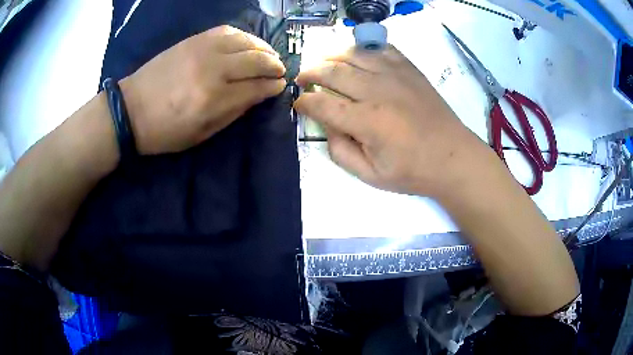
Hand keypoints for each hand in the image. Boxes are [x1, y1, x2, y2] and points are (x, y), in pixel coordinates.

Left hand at [120, 25, 286, 154]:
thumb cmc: (164, 131)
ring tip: (269, 54)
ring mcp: (202, 50)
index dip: (273, 86)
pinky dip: (243, 36)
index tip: (281, 86)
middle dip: (274, 64)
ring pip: (245, 40)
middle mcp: (212, 69)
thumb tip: (258, 95)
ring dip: (263, 47)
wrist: (130, 110)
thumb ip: (233, 113)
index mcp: (213, 100)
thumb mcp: (201, 134)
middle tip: (280, 70)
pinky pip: (227, 31)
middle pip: (256, 59)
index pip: (256, 87)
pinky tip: (247, 43)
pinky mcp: (193, 39)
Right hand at [295, 45, 487, 196]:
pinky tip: (357, 56)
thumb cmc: (413, 171)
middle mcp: (377, 91)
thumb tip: (327, 126)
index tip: (299, 105)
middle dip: (310, 72)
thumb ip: (341, 152)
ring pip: (353, 53)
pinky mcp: (409, 69)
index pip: (322, 103)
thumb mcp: (371, 176)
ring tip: (323, 63)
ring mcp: (395, 75)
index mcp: (367, 121)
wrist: (454, 157)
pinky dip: (363, 48)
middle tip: (302, 78)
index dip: (304, 103)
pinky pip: (381, 48)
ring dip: (331, 55)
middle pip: (332, 71)